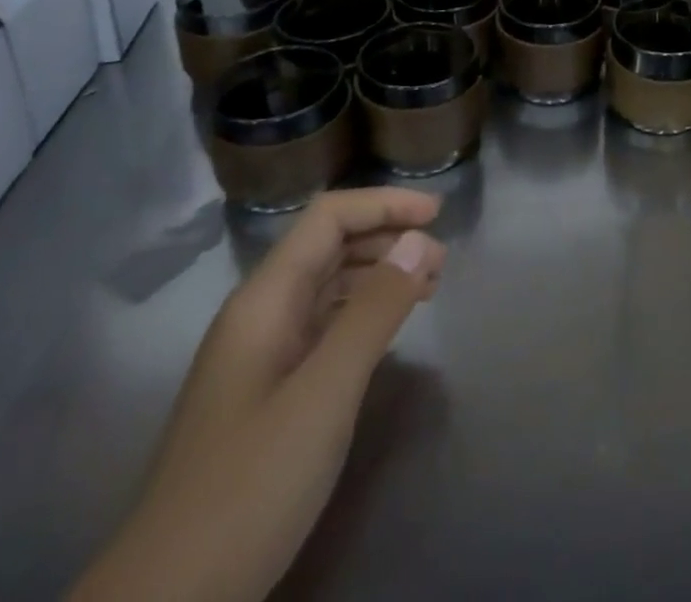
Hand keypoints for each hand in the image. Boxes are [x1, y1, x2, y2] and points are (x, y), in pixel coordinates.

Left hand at [70, 189, 445, 601]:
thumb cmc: (249, 485)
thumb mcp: (324, 393)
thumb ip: (374, 311)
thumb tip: (419, 241)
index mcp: (264, 300)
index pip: (327, 219)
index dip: (383, 205)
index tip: (438, 215)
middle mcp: (259, 315)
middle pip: (327, 246)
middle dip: (386, 236)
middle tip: (441, 259)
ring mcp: (260, 356)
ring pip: (326, 286)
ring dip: (378, 273)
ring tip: (427, 286)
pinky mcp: (267, 393)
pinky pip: (322, 327)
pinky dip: (362, 313)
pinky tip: (387, 331)